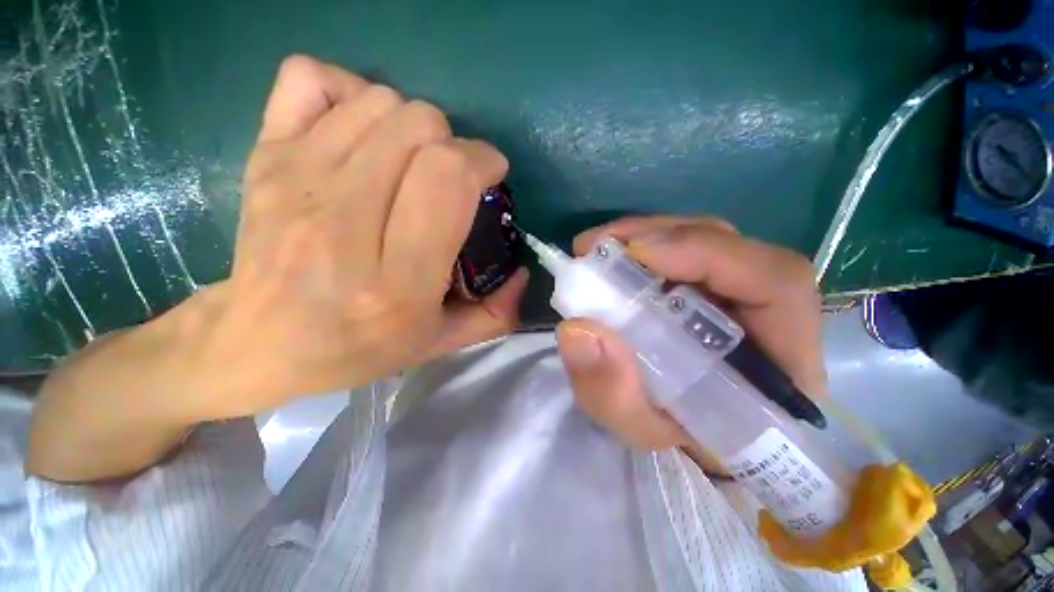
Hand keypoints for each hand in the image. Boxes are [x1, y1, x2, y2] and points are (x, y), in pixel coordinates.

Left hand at [189, 55, 526, 417]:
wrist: (256, 343)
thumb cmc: (355, 348)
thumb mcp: (438, 343)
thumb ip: (495, 313)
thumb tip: (521, 271)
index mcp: (396, 280)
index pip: (447, 179)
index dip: (481, 160)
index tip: (489, 174)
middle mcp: (343, 224)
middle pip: (417, 127)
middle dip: (452, 143)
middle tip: (450, 175)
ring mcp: (295, 181)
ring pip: (378, 102)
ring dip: (411, 124)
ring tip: (410, 160)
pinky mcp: (263, 156)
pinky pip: (311, 79)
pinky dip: (346, 90)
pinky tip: (358, 131)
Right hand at [555, 216, 823, 460]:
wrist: (697, 435)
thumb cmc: (681, 439)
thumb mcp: (642, 428)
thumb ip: (612, 391)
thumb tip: (575, 329)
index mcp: (781, 359)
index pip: (776, 282)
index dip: (708, 254)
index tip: (637, 253)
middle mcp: (769, 312)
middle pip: (729, 246)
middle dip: (659, 236)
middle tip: (598, 246)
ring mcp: (740, 291)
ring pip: (703, 240)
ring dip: (645, 237)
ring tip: (598, 249)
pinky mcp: (712, 285)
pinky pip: (683, 252)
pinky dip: (643, 247)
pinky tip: (612, 258)